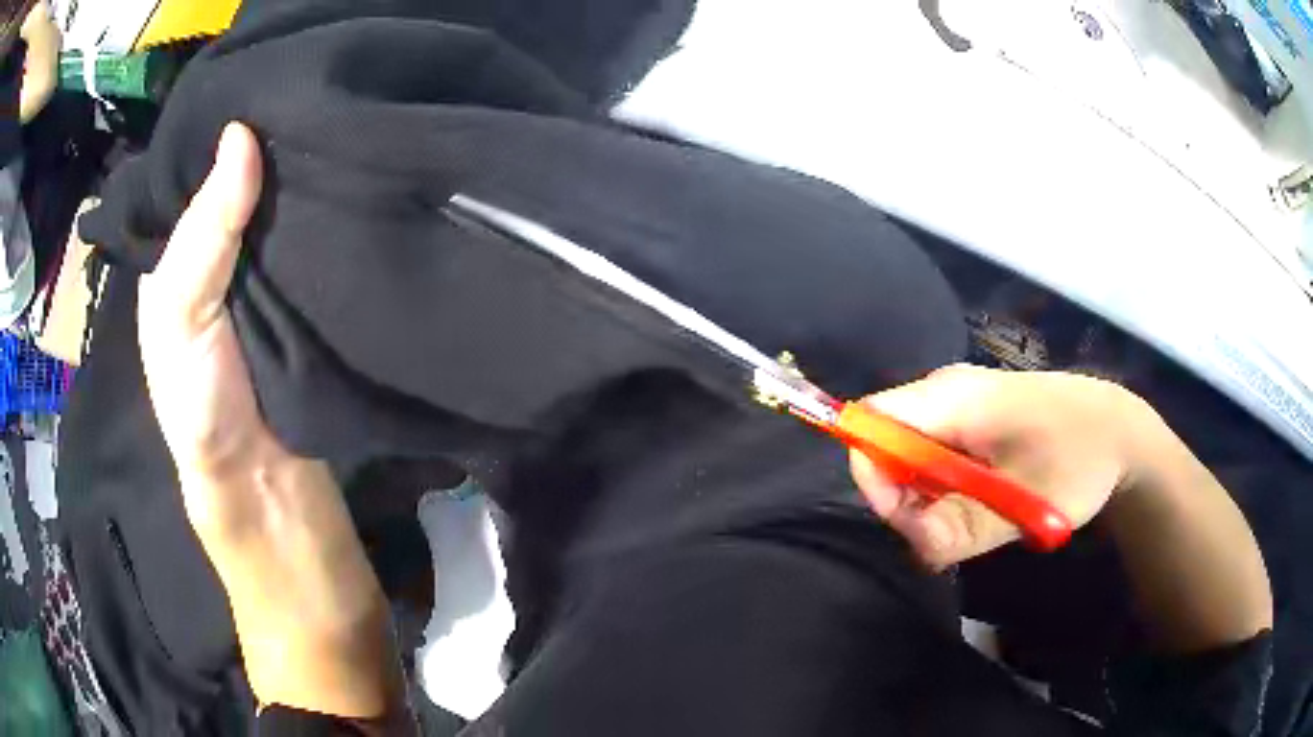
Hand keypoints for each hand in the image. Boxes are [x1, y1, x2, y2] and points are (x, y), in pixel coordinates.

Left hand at [138, 123, 404, 718]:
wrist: (293, 542)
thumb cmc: (218, 443)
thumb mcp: (183, 339)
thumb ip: (200, 247)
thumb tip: (241, 138)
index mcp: (180, 281)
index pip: (197, 187)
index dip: (226, 137)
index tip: (277, 84)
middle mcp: (222, 282)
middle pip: (245, 198)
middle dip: (277, 150)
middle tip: (328, 94)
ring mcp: (272, 303)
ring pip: (287, 223)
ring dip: (313, 182)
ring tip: (354, 126)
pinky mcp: (318, 328)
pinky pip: (321, 258)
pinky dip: (337, 223)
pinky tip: (365, 189)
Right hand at [850, 364, 1151, 568]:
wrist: (1117, 429)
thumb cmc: (1078, 457)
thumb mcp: (1028, 502)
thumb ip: (966, 527)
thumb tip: (912, 543)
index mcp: (954, 397)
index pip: (873, 421)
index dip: (874, 475)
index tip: (912, 523)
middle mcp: (945, 392)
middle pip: (887, 443)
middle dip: (904, 499)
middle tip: (948, 536)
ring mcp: (956, 403)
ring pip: (908, 455)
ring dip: (926, 501)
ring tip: (972, 526)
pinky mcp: (968, 418)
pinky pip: (931, 455)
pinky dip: (942, 492)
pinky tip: (978, 507)